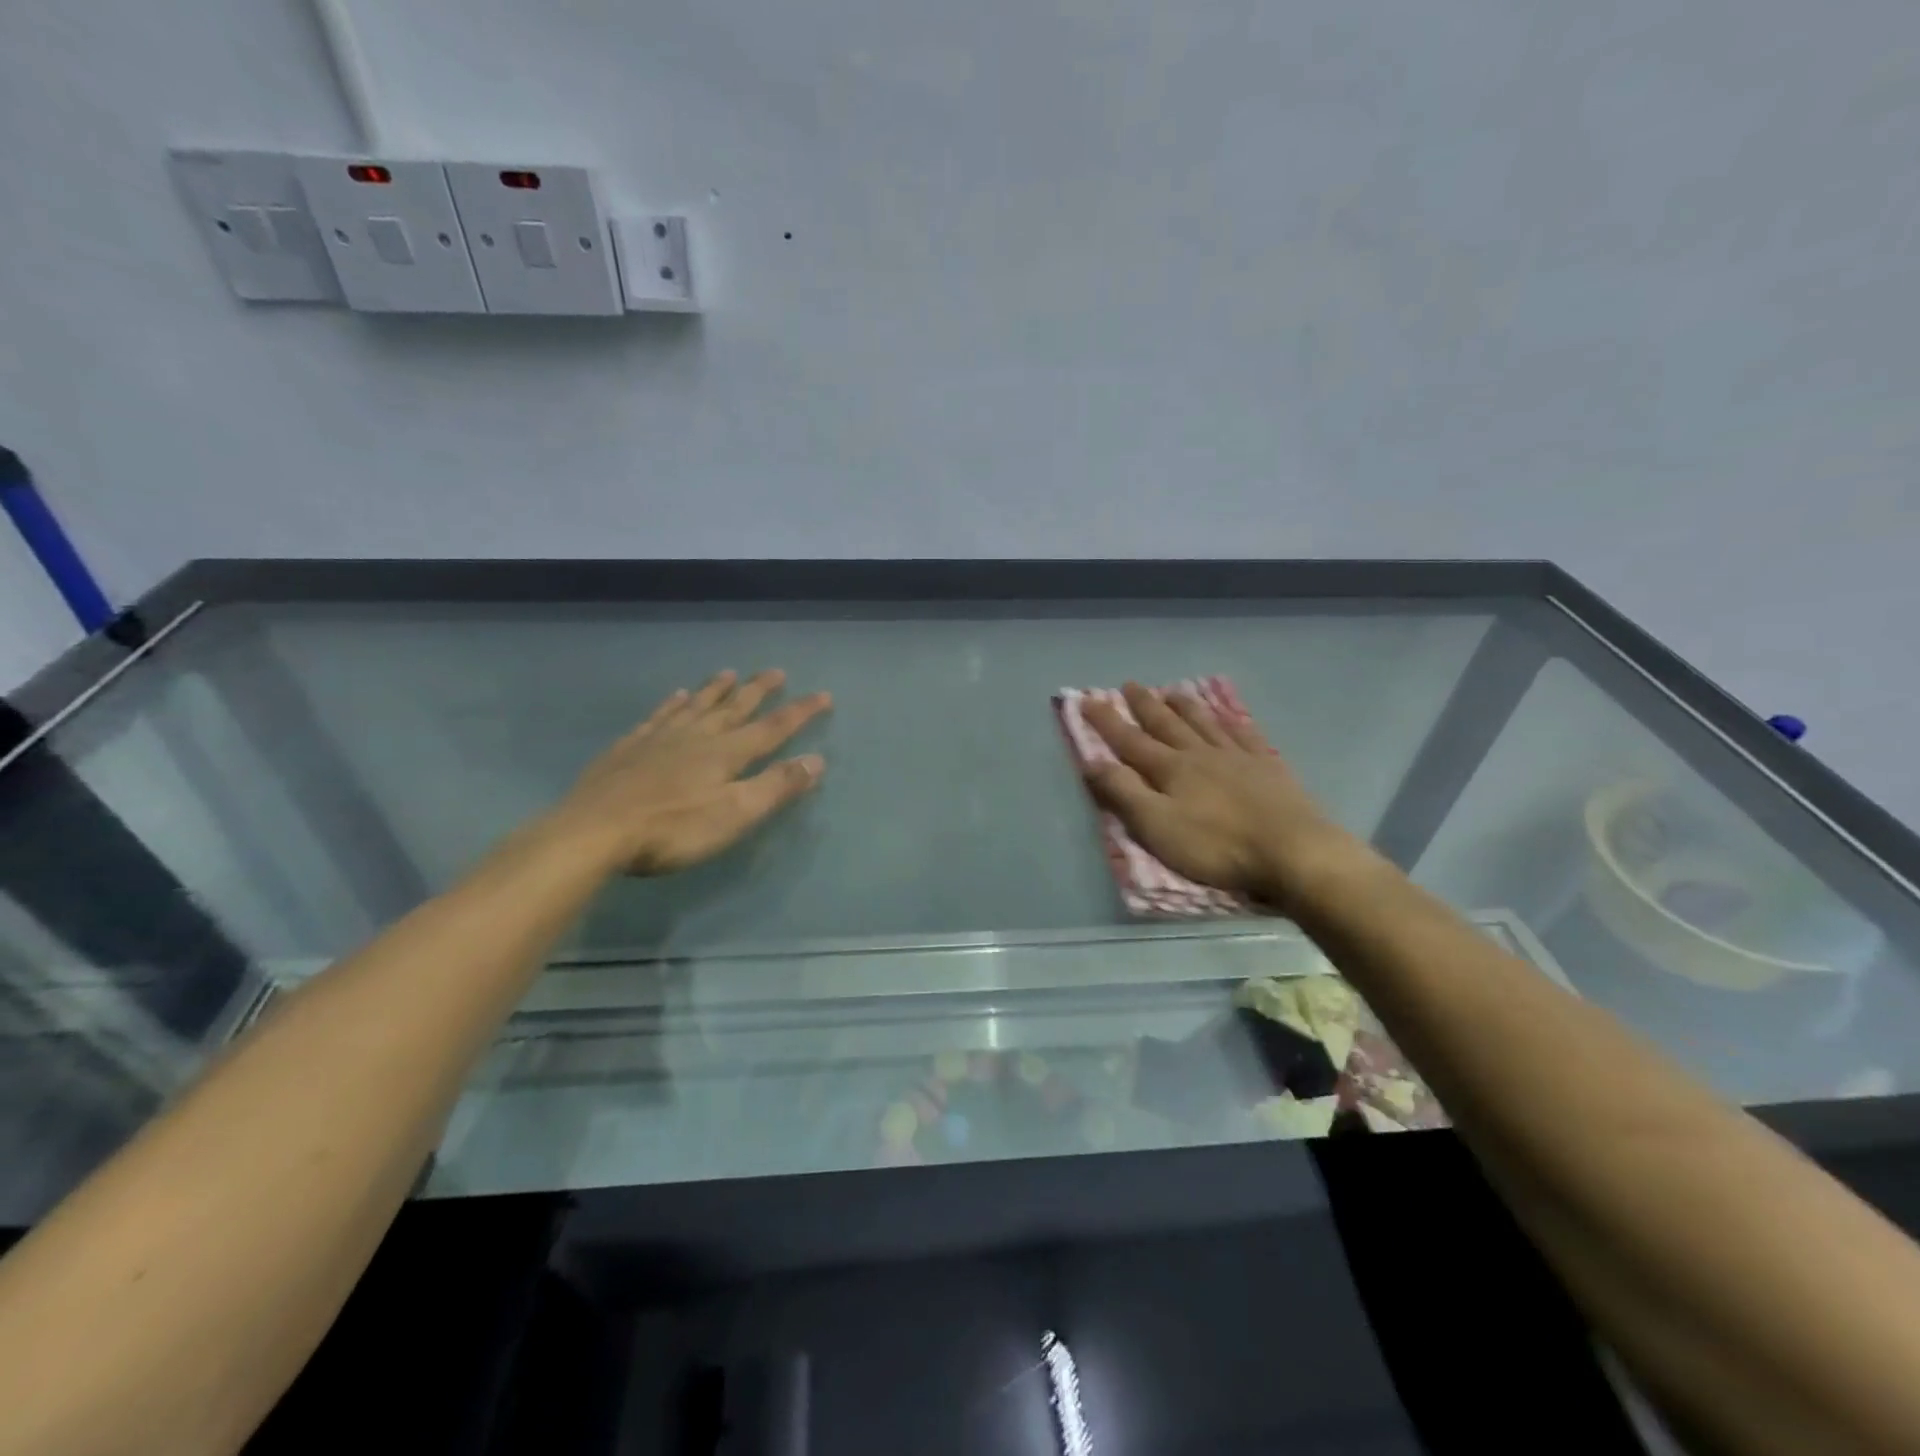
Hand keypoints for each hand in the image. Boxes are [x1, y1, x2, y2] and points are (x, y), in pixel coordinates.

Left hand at [543, 670, 830, 875]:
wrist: (594, 831)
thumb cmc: (673, 829)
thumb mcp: (735, 814)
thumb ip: (776, 786)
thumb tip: (816, 760)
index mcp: (726, 753)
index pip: (773, 727)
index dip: (800, 712)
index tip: (823, 695)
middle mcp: (696, 736)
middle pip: (734, 707)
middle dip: (758, 690)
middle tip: (775, 672)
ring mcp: (659, 738)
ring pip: (695, 705)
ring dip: (716, 689)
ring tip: (728, 673)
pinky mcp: (628, 748)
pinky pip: (658, 716)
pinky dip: (671, 704)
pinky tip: (674, 697)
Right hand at [1081, 683, 1369, 911]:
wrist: (1292, 851)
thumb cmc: (1216, 846)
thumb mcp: (1157, 826)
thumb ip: (1124, 793)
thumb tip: (1092, 761)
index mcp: (1171, 769)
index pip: (1130, 741)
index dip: (1106, 722)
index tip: (1087, 701)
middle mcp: (1200, 754)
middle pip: (1167, 724)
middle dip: (1144, 705)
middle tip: (1129, 685)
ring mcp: (1236, 756)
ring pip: (1204, 723)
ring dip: (1185, 706)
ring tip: (1173, 690)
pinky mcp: (1267, 767)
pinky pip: (1243, 733)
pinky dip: (1230, 721)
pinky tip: (1228, 715)